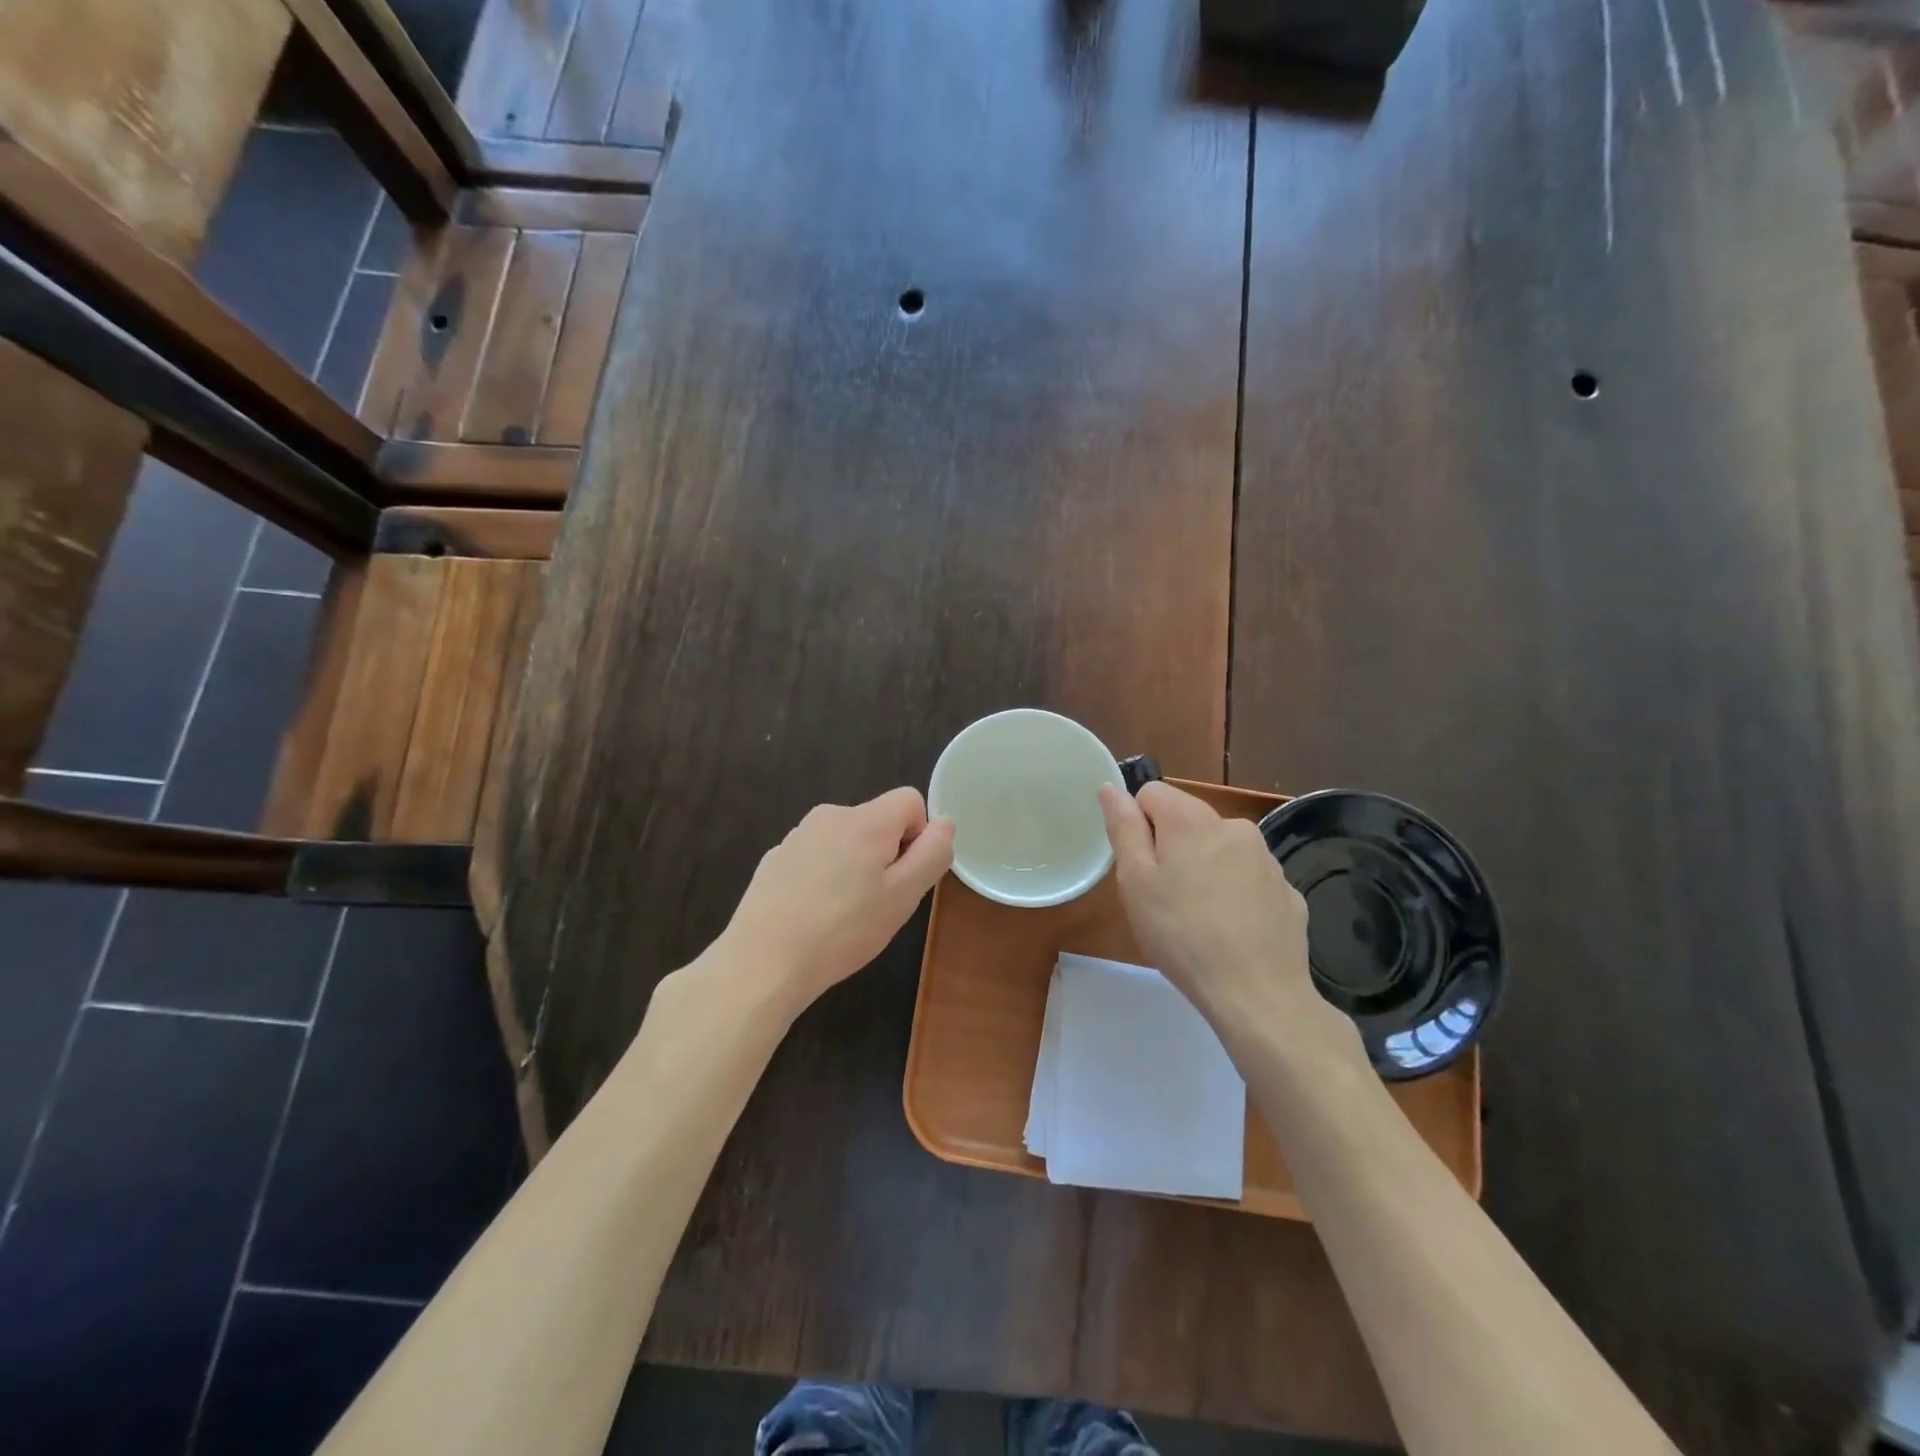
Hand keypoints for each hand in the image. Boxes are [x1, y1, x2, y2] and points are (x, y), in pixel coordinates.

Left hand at [718, 787, 954, 1013]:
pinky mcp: (775, 859)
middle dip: (886, 854)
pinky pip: (815, 857)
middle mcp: (830, 815)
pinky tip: (812, 915)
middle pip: (877, 821)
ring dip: (854, 867)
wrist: (762, 962)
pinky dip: (823, 878)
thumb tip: (945, 823)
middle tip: (877, 903)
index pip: (910, 800)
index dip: (918, 835)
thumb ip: (931, 855)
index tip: (904, 876)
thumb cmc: (843, 930)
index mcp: (865, 820)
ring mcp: (797, 836)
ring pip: (845, 840)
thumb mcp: (903, 897)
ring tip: (843, 914)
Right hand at [1097, 781, 1356, 1062]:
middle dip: (1170, 849)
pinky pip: (1248, 880)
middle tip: (1162, 898)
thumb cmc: (1182, 935)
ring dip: (1204, 870)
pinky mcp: (1287, 891)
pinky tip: (1230, 932)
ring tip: (1196, 920)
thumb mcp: (1136, 882)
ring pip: (1219, 850)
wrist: (1257, 994)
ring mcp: (1267, 859)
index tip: (1138, 867)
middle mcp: (1234, 826)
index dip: (1136, 825)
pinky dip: (1234, 895)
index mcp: (1192, 819)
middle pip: (1187, 821)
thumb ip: (1123, 828)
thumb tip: (1111, 788)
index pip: (1151, 793)